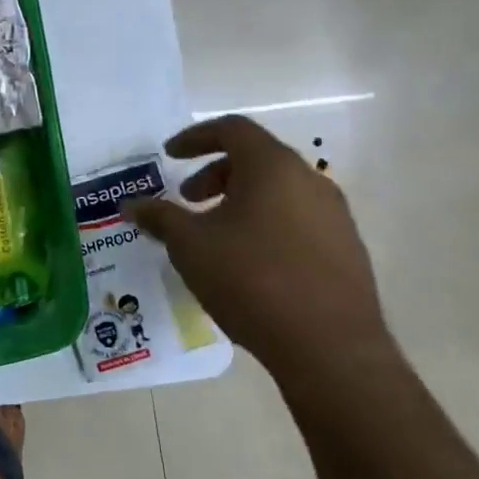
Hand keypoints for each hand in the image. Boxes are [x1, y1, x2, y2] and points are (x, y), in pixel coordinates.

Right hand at [125, 115, 390, 382]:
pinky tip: (248, 262)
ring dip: (240, 200)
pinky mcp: (346, 249)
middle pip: (256, 158)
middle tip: (187, 199)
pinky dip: (266, 223)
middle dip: (214, 173)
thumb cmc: (252, 280)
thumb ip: (159, 217)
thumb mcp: (190, 246)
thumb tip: (131, 205)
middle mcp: (310, 181)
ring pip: (278, 191)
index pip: (232, 129)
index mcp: (273, 168)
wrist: (330, 348)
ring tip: (214, 235)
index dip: (195, 137)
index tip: (170, 156)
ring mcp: (335, 216)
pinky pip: (297, 219)